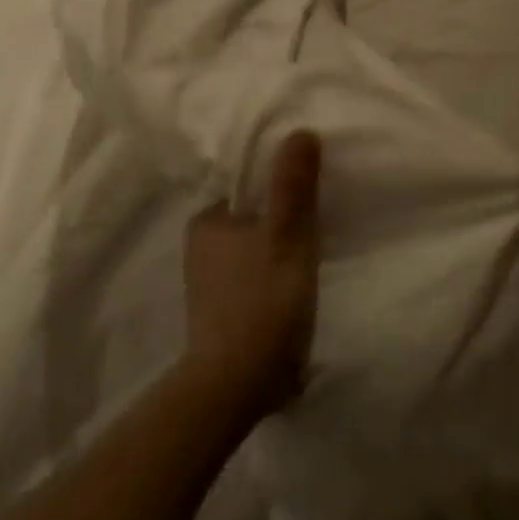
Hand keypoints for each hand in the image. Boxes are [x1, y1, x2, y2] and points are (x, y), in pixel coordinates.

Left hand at [181, 131, 320, 425]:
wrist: (235, 388)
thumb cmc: (261, 304)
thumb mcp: (287, 238)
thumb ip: (293, 186)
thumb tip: (300, 131)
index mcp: (207, 220)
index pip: (249, 188)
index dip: (282, 189)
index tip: (313, 198)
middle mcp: (200, 245)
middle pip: (252, 219)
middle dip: (280, 222)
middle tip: (318, 231)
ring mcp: (207, 282)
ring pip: (253, 251)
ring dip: (278, 253)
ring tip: (310, 261)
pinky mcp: (220, 312)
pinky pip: (252, 279)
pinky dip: (271, 279)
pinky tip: (292, 291)